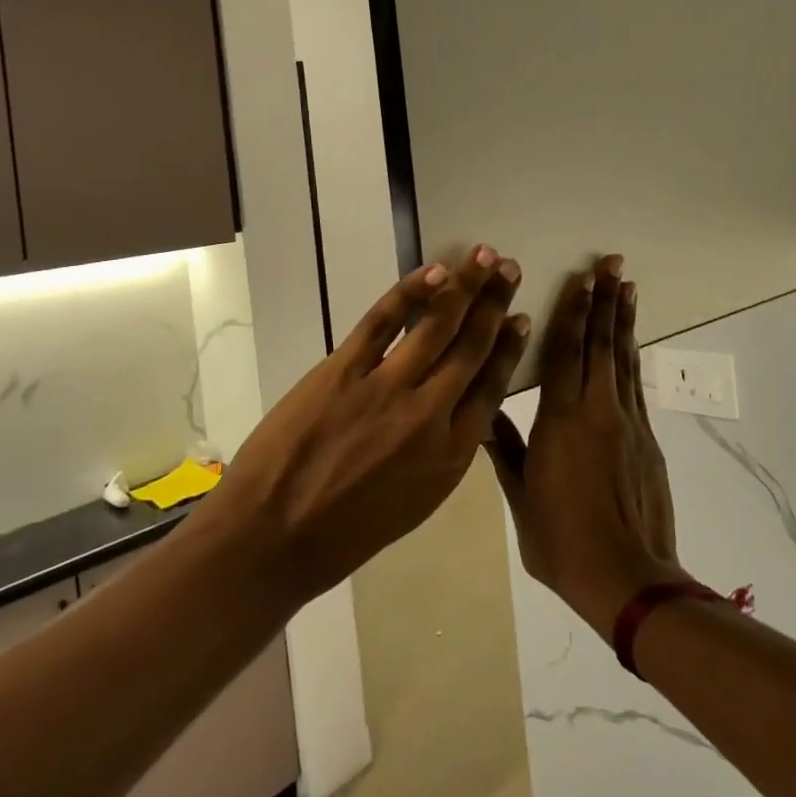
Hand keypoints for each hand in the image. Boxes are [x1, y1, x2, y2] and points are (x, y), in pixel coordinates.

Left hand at [211, 245, 529, 605]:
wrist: (273, 539)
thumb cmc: (345, 534)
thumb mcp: (415, 502)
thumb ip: (444, 452)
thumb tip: (463, 409)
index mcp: (451, 454)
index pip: (492, 387)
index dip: (508, 347)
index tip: (522, 319)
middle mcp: (429, 414)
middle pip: (471, 347)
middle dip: (495, 304)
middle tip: (510, 269)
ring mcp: (386, 388)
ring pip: (436, 326)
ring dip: (464, 286)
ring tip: (484, 258)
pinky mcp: (343, 370)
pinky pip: (383, 321)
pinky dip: (410, 293)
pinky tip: (432, 272)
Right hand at [488, 255, 683, 640]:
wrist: (628, 579)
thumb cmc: (563, 541)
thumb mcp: (521, 498)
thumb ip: (506, 450)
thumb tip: (482, 415)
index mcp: (561, 419)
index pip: (564, 351)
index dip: (572, 311)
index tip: (580, 278)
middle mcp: (597, 409)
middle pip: (600, 343)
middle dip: (604, 300)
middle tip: (612, 263)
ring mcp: (627, 422)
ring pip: (624, 359)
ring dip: (623, 320)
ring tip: (627, 286)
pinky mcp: (646, 439)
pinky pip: (636, 385)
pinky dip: (633, 357)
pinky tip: (631, 343)